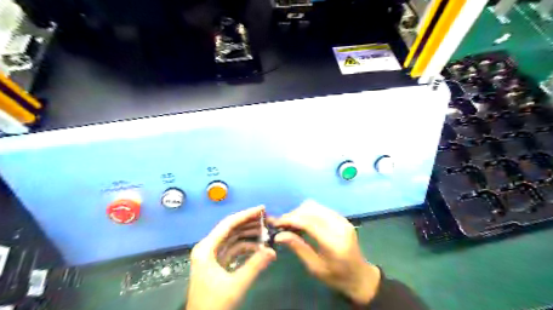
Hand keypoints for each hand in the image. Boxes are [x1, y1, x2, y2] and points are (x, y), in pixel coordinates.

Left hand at [187, 206, 275, 309]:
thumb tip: (272, 251)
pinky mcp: (216, 262)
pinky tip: (258, 246)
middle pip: (230, 228)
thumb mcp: (236, 285)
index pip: (228, 224)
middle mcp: (207, 247)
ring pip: (232, 237)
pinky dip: (245, 245)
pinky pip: (232, 248)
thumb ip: (255, 266)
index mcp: (206, 248)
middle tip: (266, 217)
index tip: (261, 208)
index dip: (246, 214)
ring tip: (265, 230)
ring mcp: (211, 255)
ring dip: (248, 233)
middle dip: (249, 222)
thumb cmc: (213, 304)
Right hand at [271, 201, 379, 304]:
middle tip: (281, 225)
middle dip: (293, 214)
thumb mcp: (315, 267)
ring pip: (315, 206)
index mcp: (334, 242)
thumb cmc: (336, 277)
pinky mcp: (341, 218)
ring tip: (290, 224)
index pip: (308, 222)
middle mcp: (339, 226)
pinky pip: (320, 208)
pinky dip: (308, 212)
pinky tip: (302, 222)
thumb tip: (278, 235)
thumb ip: (298, 248)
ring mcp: (342, 219)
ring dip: (300, 212)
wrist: (360, 276)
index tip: (276, 223)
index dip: (290, 219)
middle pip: (311, 209)